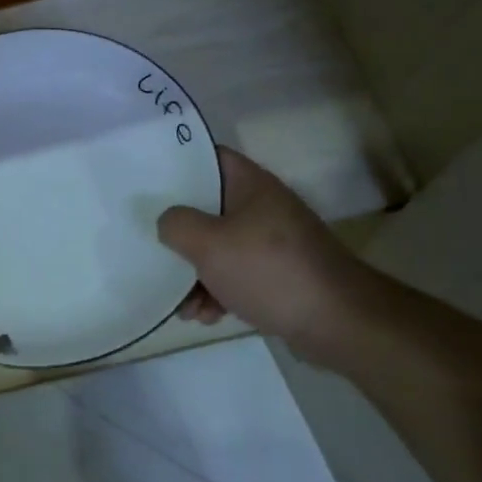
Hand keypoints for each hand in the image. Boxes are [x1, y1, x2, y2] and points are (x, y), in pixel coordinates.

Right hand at [158, 146, 381, 362]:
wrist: (338, 323)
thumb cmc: (269, 271)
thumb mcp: (209, 243)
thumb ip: (177, 224)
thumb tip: (167, 221)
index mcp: (250, 186)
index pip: (207, 158)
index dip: (175, 164)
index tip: (144, 178)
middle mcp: (262, 208)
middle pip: (206, 208)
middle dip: (178, 233)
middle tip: (150, 245)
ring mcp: (271, 243)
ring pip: (217, 248)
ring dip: (194, 274)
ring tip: (181, 304)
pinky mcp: (277, 275)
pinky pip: (234, 276)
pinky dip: (216, 293)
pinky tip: (205, 316)